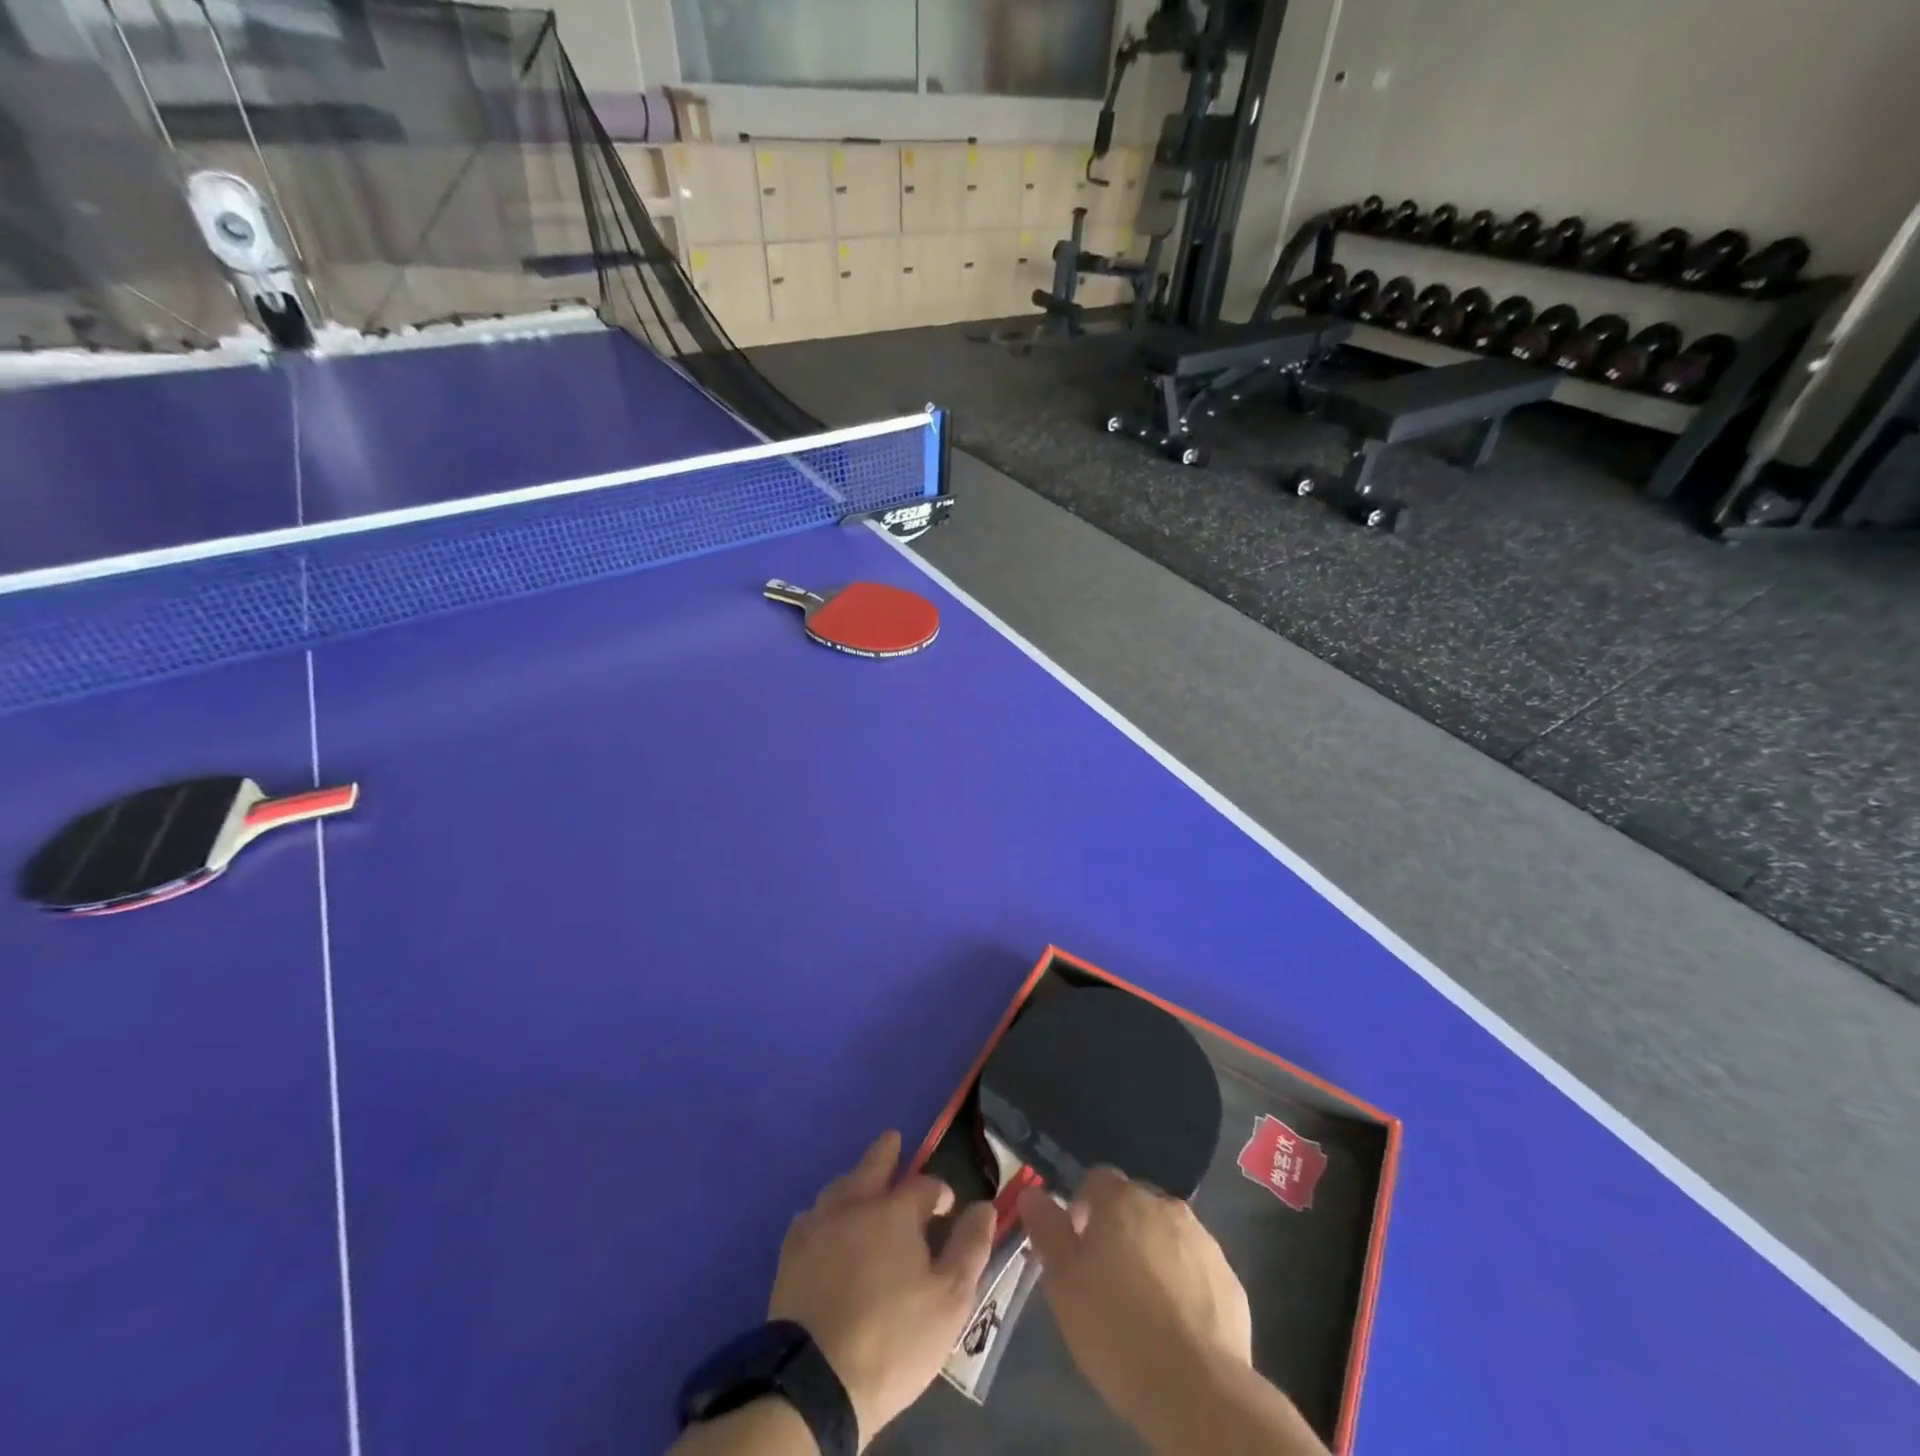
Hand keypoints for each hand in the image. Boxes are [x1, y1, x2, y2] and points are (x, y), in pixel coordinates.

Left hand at [770, 1131, 995, 1446]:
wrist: (816, 1382)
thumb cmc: (893, 1339)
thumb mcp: (950, 1300)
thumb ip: (970, 1247)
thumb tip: (984, 1206)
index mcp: (895, 1211)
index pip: (924, 1185)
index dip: (940, 1191)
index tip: (948, 1205)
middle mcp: (855, 1204)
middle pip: (872, 1164)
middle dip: (887, 1152)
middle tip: (894, 1141)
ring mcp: (818, 1226)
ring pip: (839, 1186)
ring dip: (854, 1180)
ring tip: (862, 1183)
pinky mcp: (791, 1254)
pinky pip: (808, 1218)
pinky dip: (821, 1214)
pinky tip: (823, 1224)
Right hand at [1017, 1167, 1251, 1431]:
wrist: (1198, 1391)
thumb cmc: (1116, 1329)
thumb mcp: (1063, 1283)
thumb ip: (1047, 1230)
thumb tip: (1032, 1192)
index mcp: (1122, 1200)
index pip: (1096, 1179)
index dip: (1081, 1208)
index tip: (1076, 1248)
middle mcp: (1164, 1206)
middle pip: (1133, 1204)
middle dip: (1118, 1230)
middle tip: (1104, 1279)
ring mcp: (1203, 1240)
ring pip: (1166, 1234)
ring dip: (1151, 1254)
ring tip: (1141, 1306)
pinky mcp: (1229, 1279)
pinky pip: (1195, 1268)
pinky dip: (1182, 1283)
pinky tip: (1174, 1325)